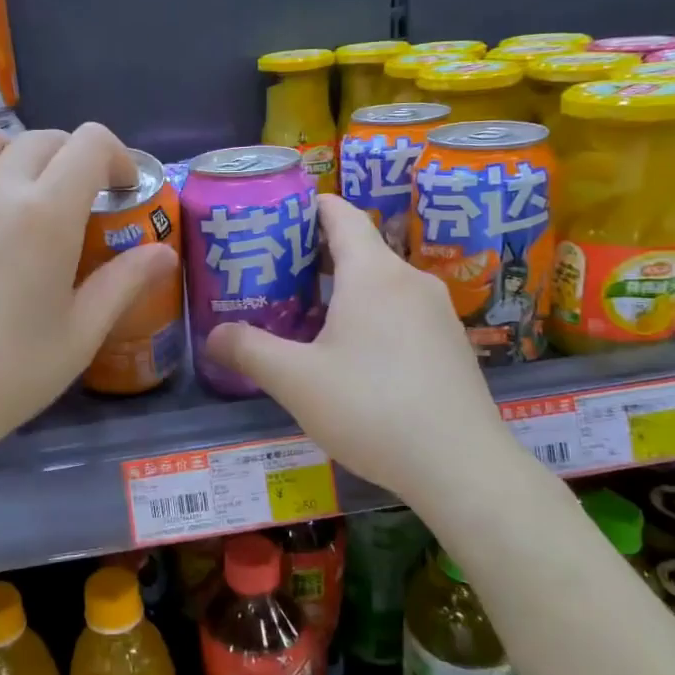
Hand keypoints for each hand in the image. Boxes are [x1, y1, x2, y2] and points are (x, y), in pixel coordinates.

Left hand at [0, 121, 178, 461]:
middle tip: (75, 203)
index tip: (120, 190)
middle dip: (71, 161)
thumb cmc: (8, 376)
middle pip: (42, 139)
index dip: (116, 156)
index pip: (91, 143)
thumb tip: (163, 253)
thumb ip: (123, 283)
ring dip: (9, 151)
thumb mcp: (80, 335)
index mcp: (47, 215)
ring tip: (14, 190)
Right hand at [204, 195, 514, 504]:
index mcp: (373, 273)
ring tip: (306, 318)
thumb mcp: (295, 381)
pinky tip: (354, 358)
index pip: (340, 214)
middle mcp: (409, 280)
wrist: (462, 467)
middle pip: (359, 249)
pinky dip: (372, 317)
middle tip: (274, 276)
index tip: (275, 217)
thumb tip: (212, 336)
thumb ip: (248, 351)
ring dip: (344, 291)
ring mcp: (438, 312)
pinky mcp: (451, 345)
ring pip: (382, 284)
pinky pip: (402, 313)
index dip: (307, 207)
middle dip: (315, 257)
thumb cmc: (371, 408)